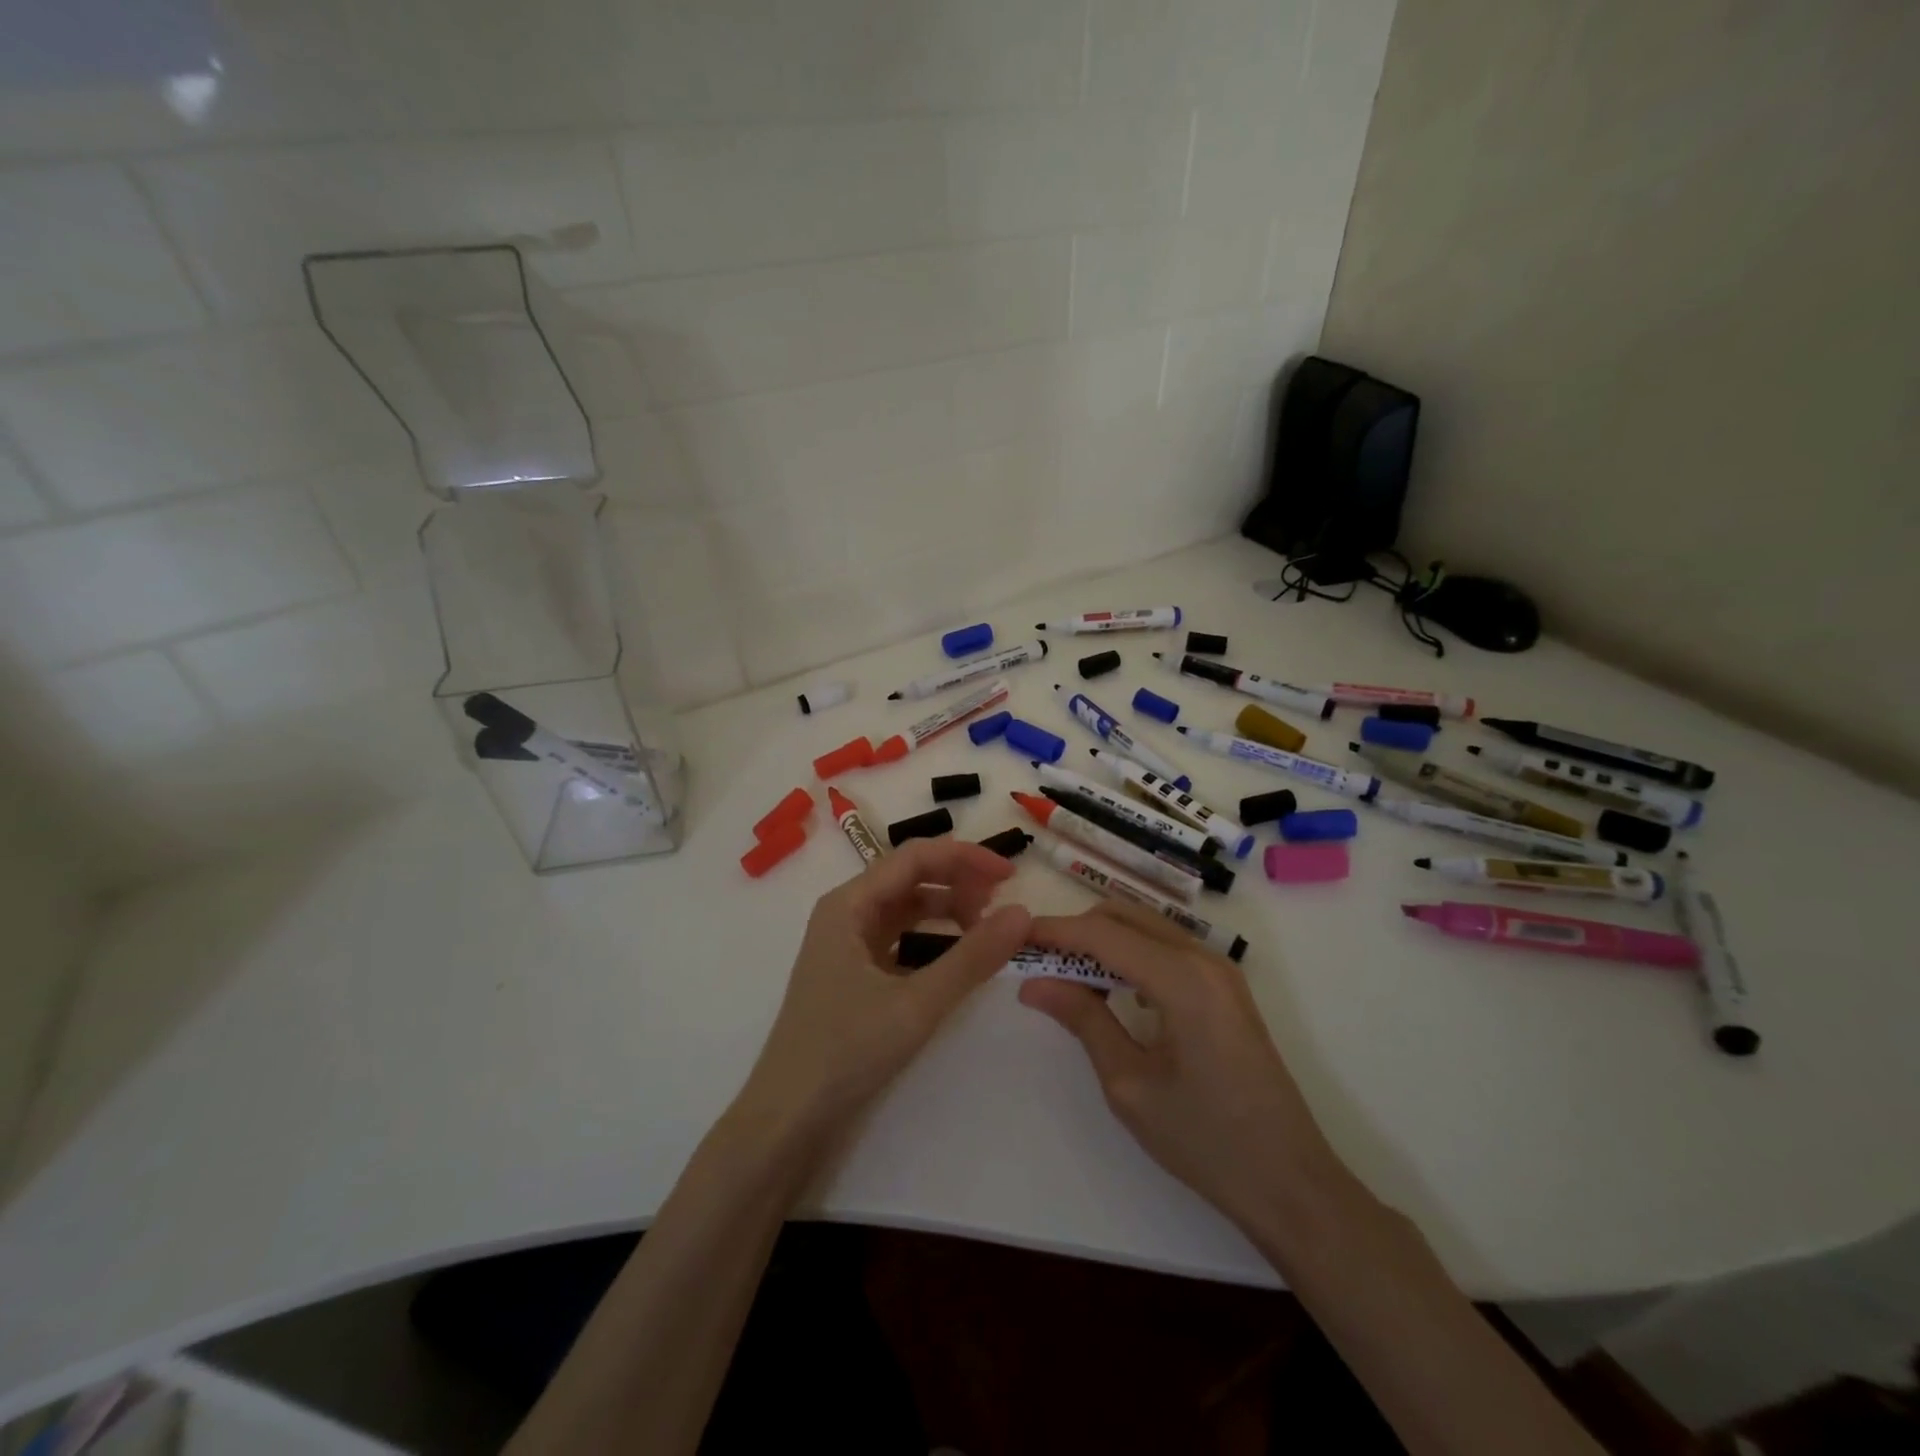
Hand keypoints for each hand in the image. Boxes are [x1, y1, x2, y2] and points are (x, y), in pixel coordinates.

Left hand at [736, 838, 1030, 1153]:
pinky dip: (932, 939)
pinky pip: (900, 940)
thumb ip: (972, 957)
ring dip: (947, 910)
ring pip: (906, 909)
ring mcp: (848, 946)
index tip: (1010, 876)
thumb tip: (1022, 914)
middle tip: (1001, 909)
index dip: (965, 858)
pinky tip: (957, 957)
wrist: (788, 1120)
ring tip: (985, 930)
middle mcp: (846, 914)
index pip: (914, 858)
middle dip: (958, 884)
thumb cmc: (845, 1052)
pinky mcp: (854, 975)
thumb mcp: (916, 1003)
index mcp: (848, 905)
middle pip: (910, 878)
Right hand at [1020, 902, 1350, 1243]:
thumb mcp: (1130, 1084)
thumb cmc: (1206, 1141)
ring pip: (1145, 928)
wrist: (1290, 1183)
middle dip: (1076, 931)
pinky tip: (1113, 991)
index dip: (1053, 931)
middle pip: (1124, 916)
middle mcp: (1204, 958)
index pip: (1102, 933)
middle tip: (1036, 962)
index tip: (1012, 938)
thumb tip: (1034, 984)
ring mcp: (1220, 970)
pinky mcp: (1225, 987)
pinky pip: (1166, 949)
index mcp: (1182, 979)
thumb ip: (1083, 1020)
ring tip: (1067, 979)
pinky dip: (1130, 955)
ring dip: (1103, 941)